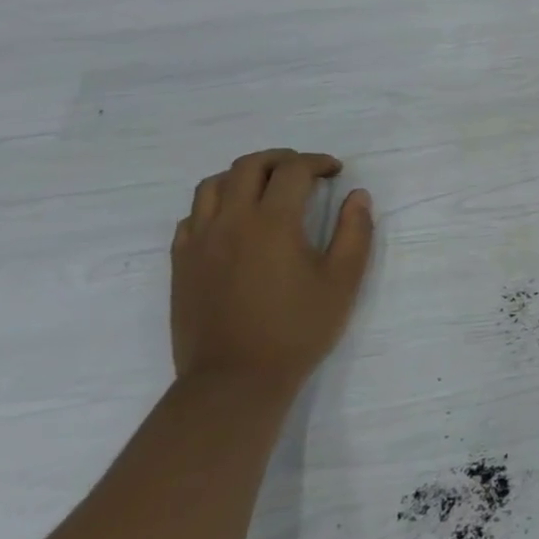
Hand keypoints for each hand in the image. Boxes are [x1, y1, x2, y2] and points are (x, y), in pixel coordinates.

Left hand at [170, 149, 374, 393]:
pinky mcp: (181, 263)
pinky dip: (216, 204)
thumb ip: (355, 232)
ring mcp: (199, 241)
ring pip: (213, 185)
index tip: (336, 171)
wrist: (235, 379)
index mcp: (273, 222)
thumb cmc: (298, 329)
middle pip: (249, 166)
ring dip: (244, 175)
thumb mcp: (343, 281)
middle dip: (281, 159)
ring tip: (266, 188)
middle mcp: (231, 221)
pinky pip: (193, 216)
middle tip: (305, 171)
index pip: (293, 170)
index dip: (318, 162)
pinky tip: (234, 221)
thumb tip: (357, 196)